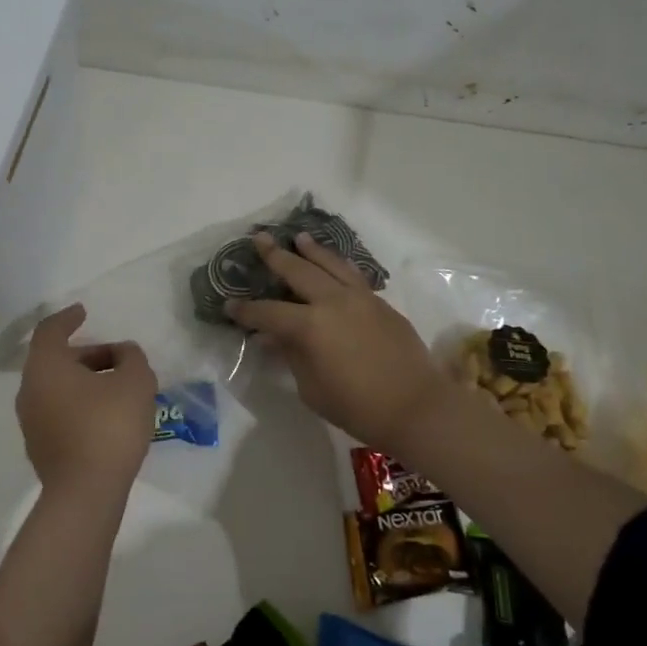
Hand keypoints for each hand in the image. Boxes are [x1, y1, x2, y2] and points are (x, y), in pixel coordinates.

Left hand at [15, 305, 157, 499]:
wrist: (86, 493)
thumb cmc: (109, 426)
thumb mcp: (135, 381)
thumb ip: (132, 357)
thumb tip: (123, 354)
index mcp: (46, 367)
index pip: (50, 330)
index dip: (68, 318)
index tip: (84, 312)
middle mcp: (30, 390)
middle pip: (55, 360)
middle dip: (87, 354)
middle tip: (118, 357)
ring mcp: (32, 422)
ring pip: (57, 388)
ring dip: (85, 380)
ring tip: (118, 387)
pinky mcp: (41, 448)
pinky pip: (59, 412)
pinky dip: (80, 403)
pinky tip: (108, 415)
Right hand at [227, 232, 448, 455]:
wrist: (416, 406)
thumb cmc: (357, 407)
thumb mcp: (312, 388)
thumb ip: (291, 356)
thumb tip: (272, 338)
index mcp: (310, 326)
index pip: (268, 312)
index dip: (246, 310)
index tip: (230, 304)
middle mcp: (333, 302)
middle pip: (298, 271)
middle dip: (275, 256)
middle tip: (259, 239)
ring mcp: (360, 298)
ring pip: (331, 264)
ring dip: (312, 250)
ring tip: (299, 238)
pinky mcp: (381, 303)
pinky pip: (353, 276)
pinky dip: (338, 266)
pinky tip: (333, 265)